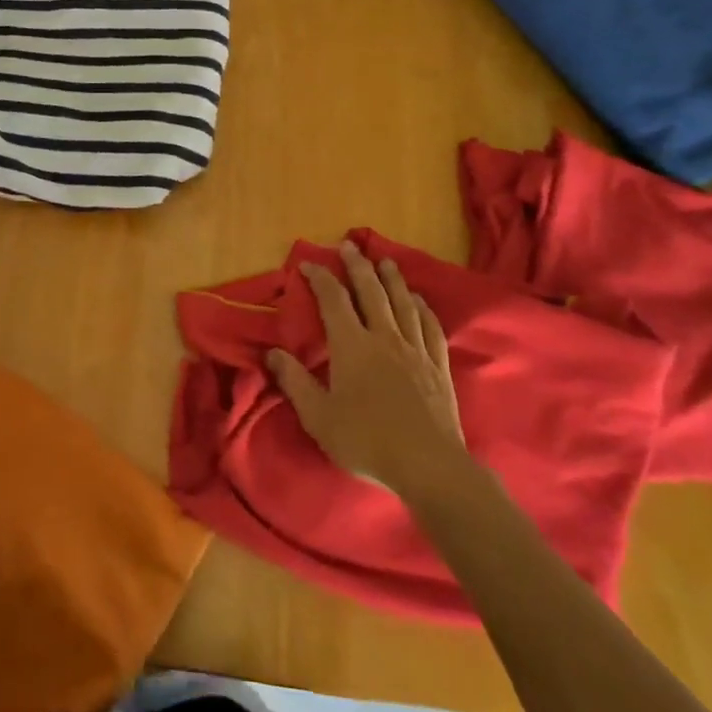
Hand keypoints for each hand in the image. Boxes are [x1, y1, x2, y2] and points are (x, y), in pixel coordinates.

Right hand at [269, 241, 465, 495]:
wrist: (428, 465)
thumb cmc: (366, 440)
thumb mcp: (318, 416)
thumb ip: (295, 382)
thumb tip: (273, 353)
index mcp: (352, 345)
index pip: (333, 300)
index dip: (320, 278)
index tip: (308, 263)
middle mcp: (384, 337)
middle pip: (371, 291)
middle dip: (358, 265)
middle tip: (350, 245)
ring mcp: (415, 349)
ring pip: (402, 303)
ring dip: (392, 278)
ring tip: (385, 261)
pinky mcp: (438, 365)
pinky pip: (430, 326)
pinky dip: (422, 307)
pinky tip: (418, 300)